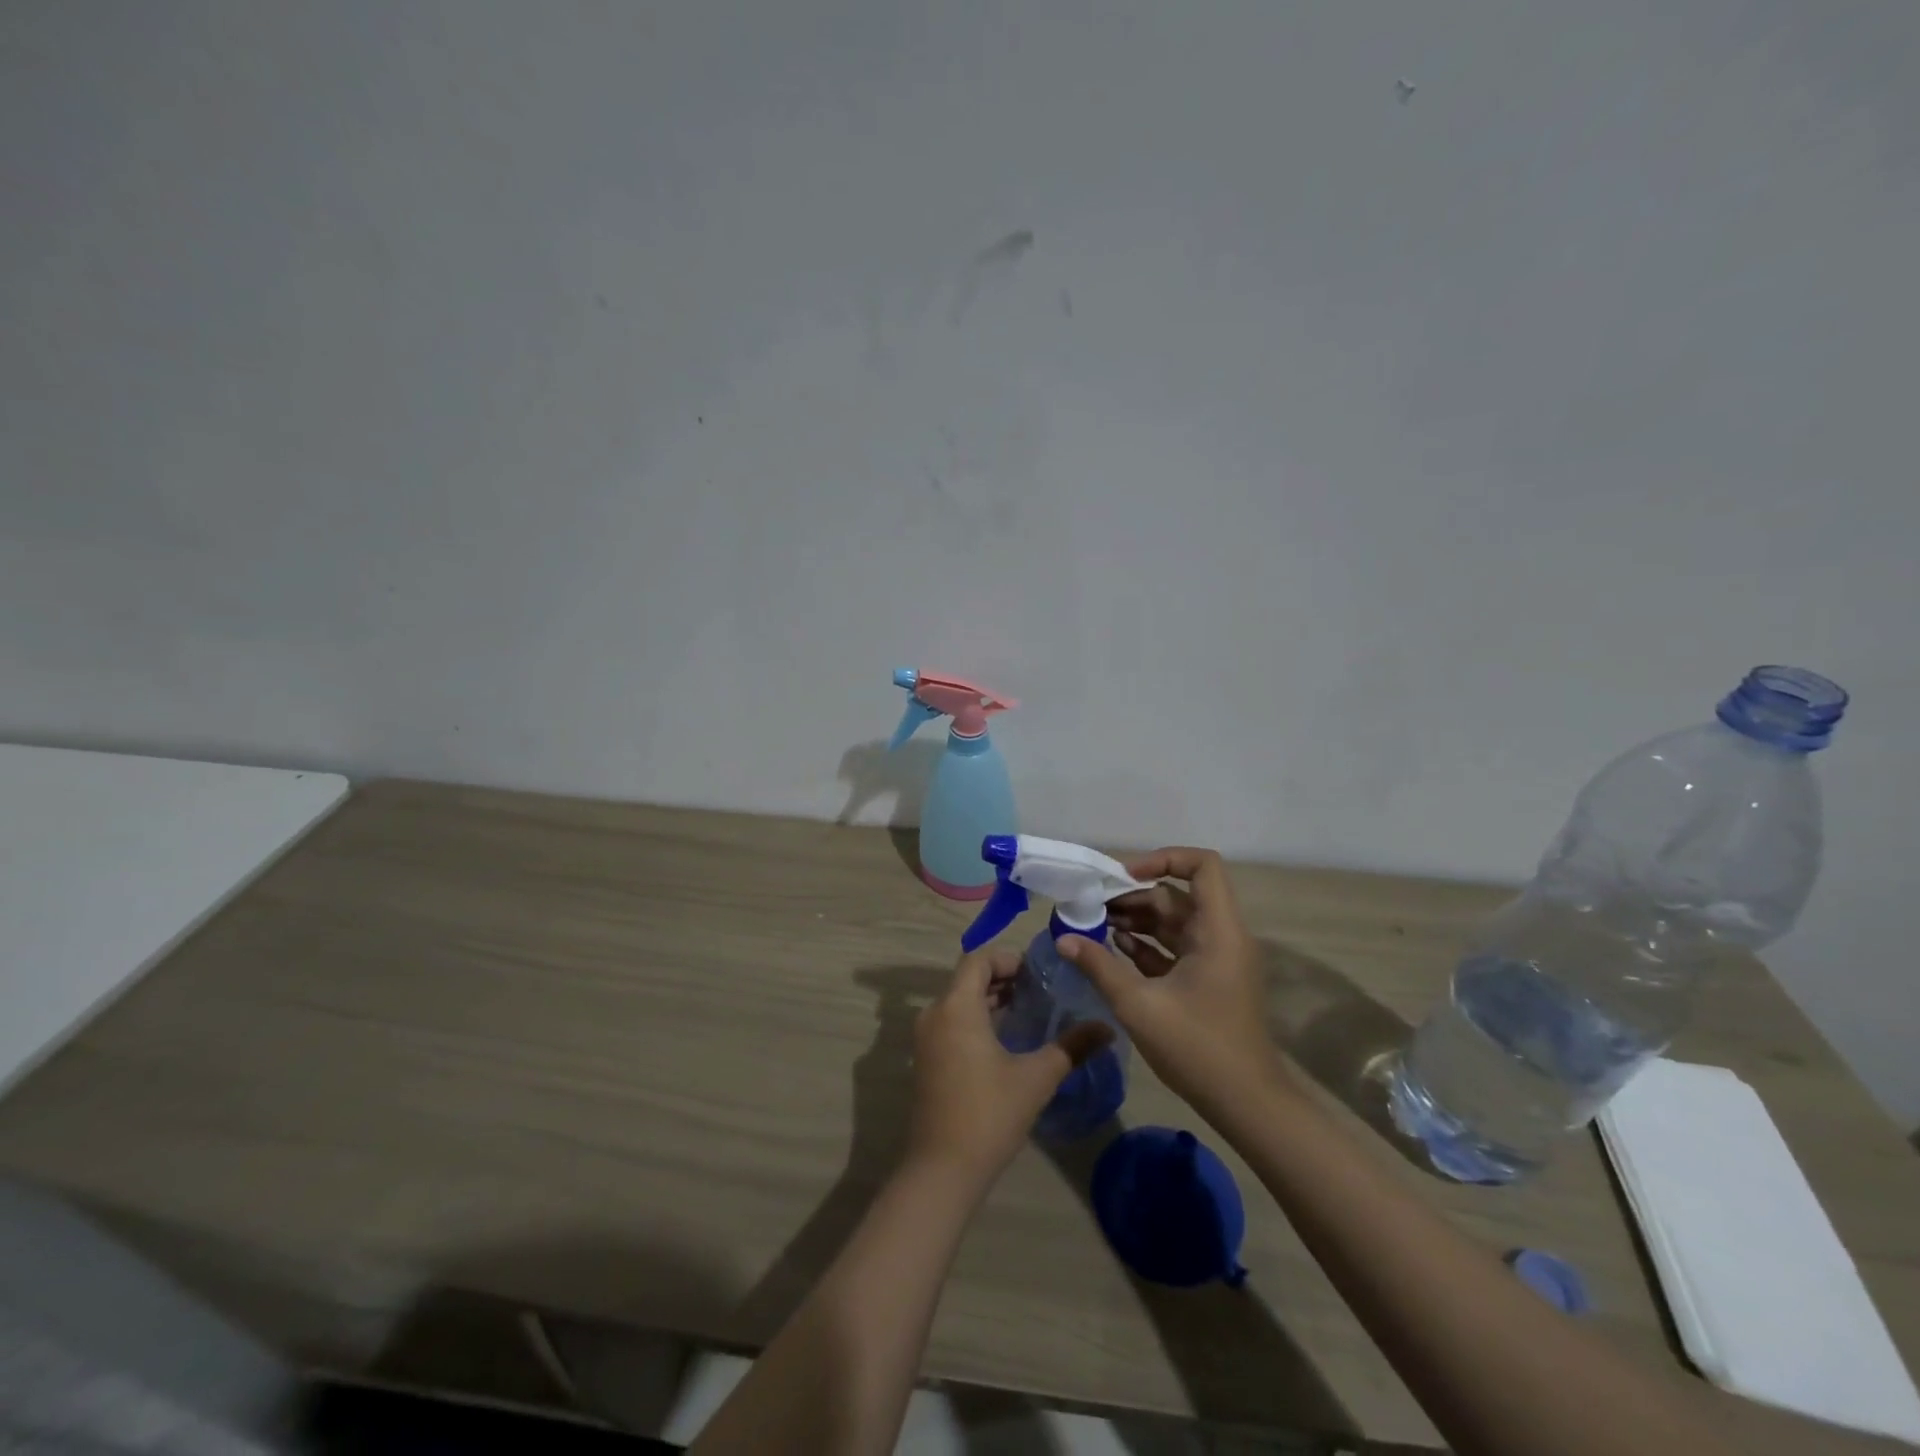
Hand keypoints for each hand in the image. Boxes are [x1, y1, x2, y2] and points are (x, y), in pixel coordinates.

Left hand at [907, 947, 1111, 1186]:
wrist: (942, 1170)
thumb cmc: (989, 1114)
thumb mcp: (1036, 1078)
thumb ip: (1071, 1047)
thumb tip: (1106, 1028)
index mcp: (956, 1006)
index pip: (977, 959)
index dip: (1007, 958)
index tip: (1038, 972)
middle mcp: (935, 1013)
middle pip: (967, 978)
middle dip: (1002, 978)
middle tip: (1040, 989)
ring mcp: (926, 1038)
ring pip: (959, 1001)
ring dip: (990, 999)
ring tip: (1028, 1010)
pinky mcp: (926, 1059)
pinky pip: (952, 1022)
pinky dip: (976, 1019)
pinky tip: (1006, 1039)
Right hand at [1058, 847, 1282, 1118]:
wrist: (1247, 1105)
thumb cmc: (1198, 1048)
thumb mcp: (1139, 1005)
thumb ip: (1099, 967)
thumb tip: (1064, 938)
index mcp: (1218, 930)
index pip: (1202, 866)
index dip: (1163, 859)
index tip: (1123, 876)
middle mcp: (1221, 936)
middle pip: (1178, 895)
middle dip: (1135, 896)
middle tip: (1093, 906)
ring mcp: (1216, 959)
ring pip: (1174, 922)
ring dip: (1137, 920)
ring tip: (1096, 925)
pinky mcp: (1208, 980)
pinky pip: (1176, 947)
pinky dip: (1147, 944)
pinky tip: (1115, 949)